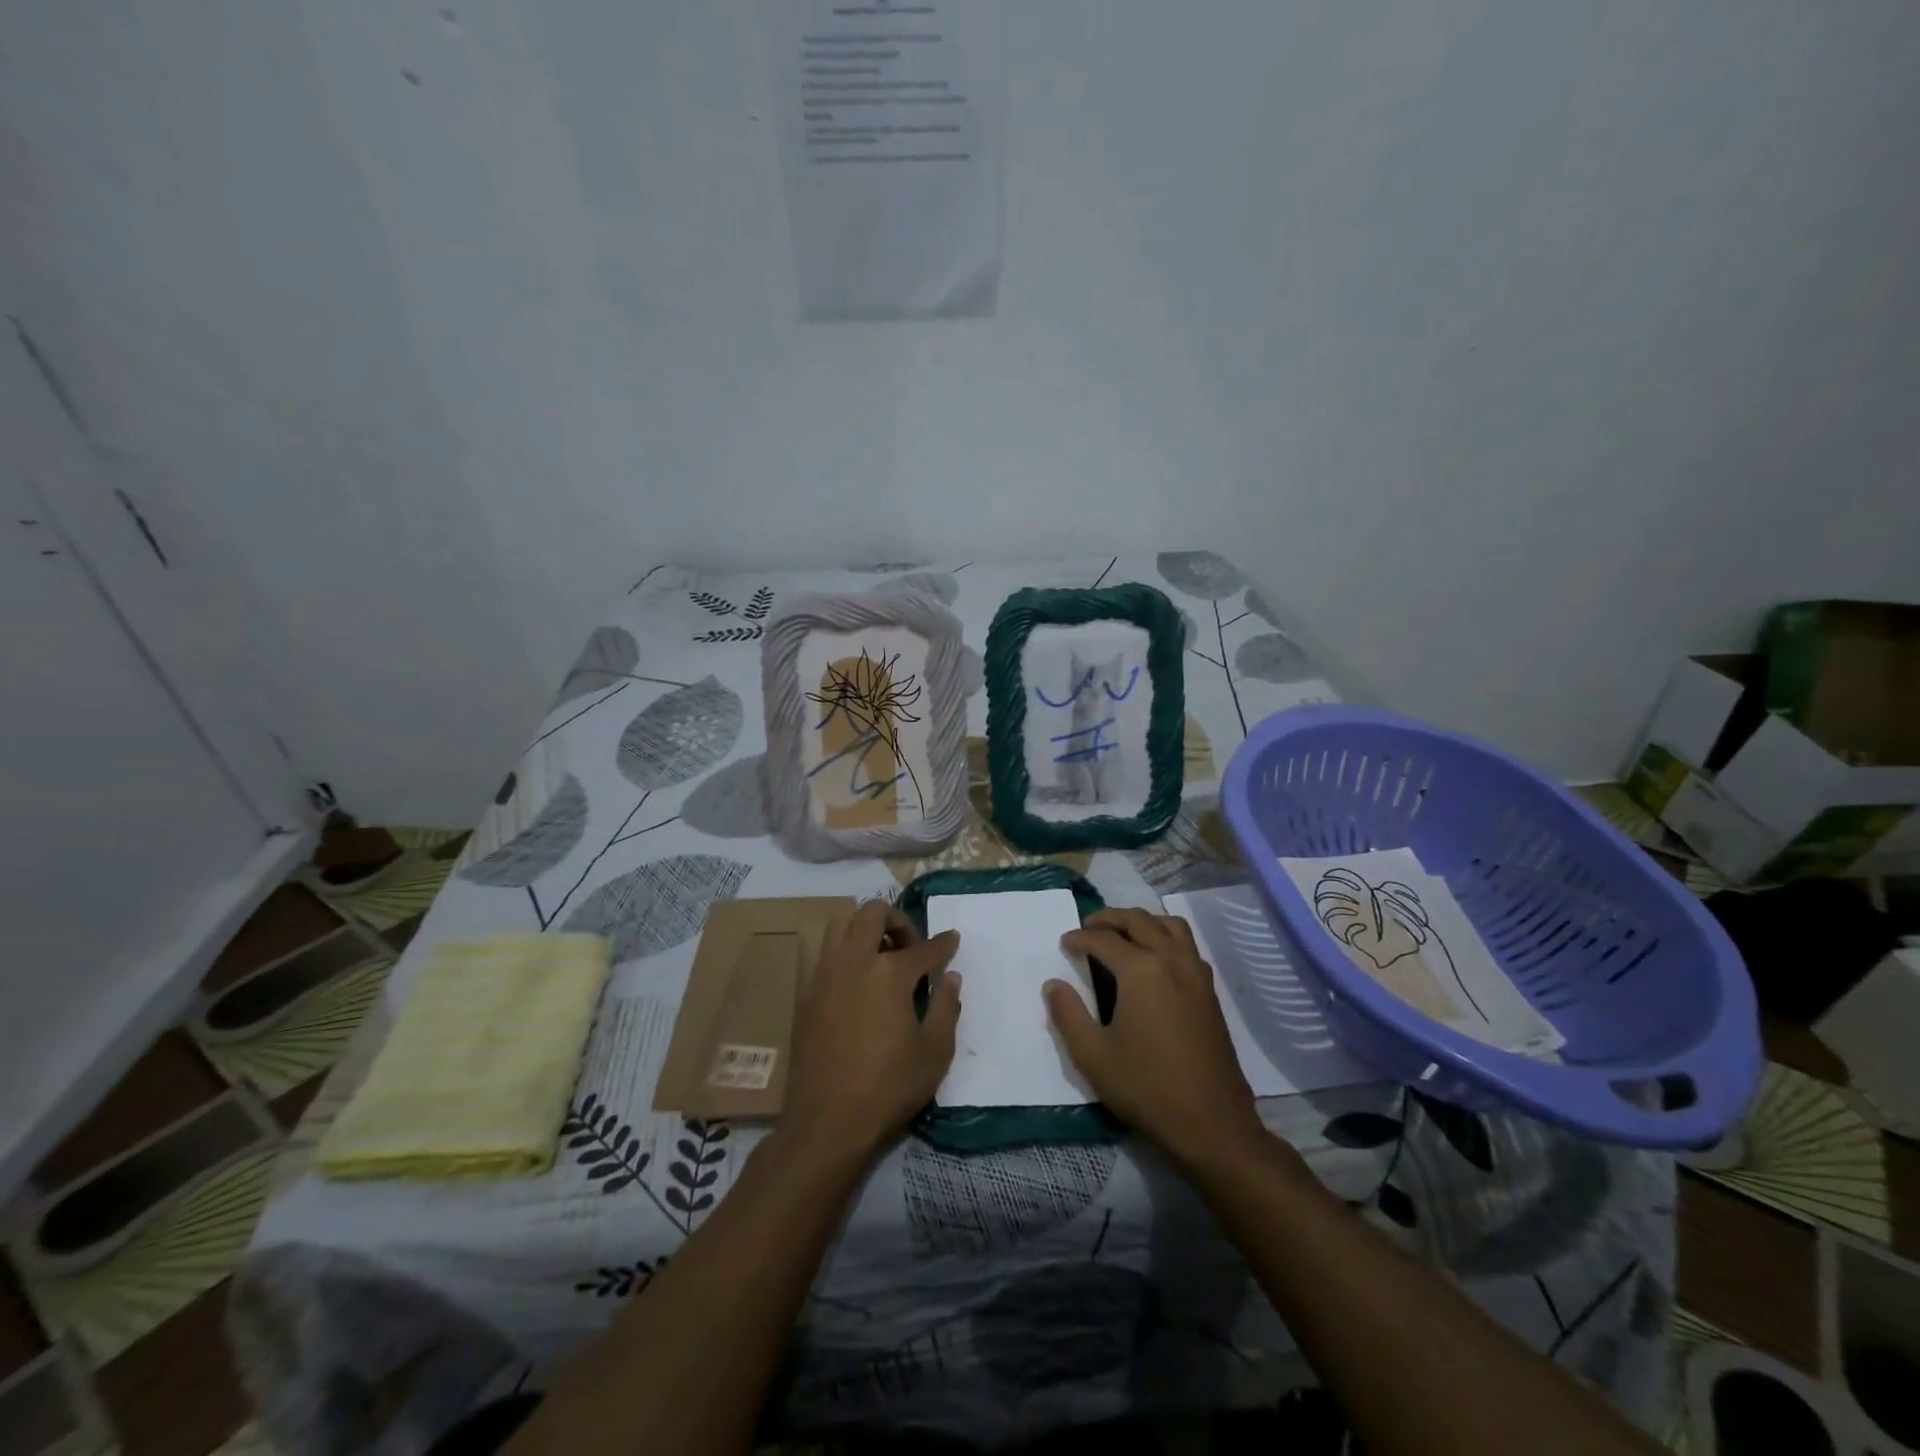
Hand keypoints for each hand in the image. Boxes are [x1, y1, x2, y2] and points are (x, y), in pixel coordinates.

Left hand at [784, 900, 961, 1164]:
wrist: (826, 1121)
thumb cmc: (888, 1087)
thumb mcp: (934, 1053)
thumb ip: (946, 1008)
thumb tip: (950, 978)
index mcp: (890, 973)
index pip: (924, 948)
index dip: (943, 944)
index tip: (952, 940)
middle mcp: (855, 961)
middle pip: (873, 913)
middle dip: (897, 919)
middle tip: (910, 946)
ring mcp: (825, 974)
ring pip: (842, 925)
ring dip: (864, 929)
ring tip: (880, 956)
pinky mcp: (806, 993)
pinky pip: (826, 954)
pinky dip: (845, 953)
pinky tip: (857, 982)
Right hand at [1049, 908, 1269, 1174]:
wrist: (1212, 1124)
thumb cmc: (1147, 1088)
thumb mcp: (1093, 1056)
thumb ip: (1068, 1014)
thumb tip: (1053, 984)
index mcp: (1141, 971)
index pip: (1104, 940)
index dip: (1080, 938)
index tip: (1064, 944)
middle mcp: (1171, 961)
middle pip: (1139, 921)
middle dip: (1110, 918)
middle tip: (1088, 927)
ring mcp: (1196, 974)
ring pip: (1170, 926)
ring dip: (1143, 922)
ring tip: (1123, 935)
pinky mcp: (1210, 992)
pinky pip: (1187, 946)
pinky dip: (1166, 938)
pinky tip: (1154, 961)